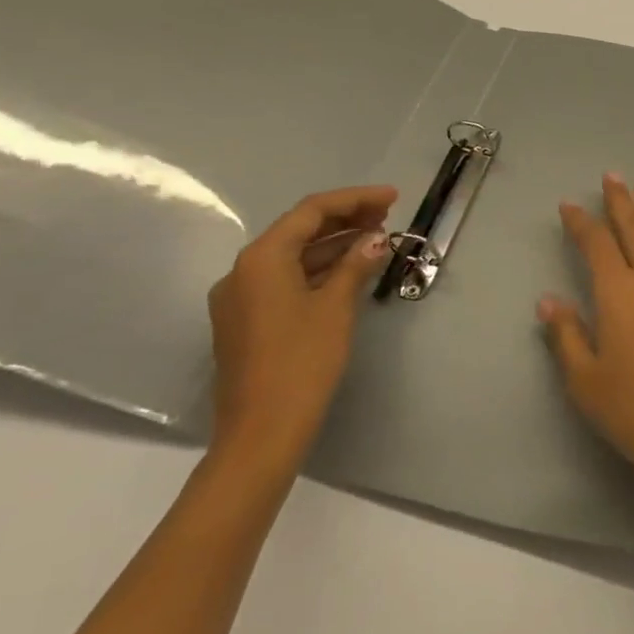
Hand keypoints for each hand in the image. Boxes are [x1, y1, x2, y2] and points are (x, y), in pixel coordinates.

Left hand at [206, 185, 396, 474]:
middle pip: (298, 229)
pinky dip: (318, 270)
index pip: (312, 211)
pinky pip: (285, 280)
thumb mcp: (335, 308)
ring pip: (292, 256)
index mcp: (261, 259)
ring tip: (376, 240)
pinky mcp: (246, 322)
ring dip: (333, 245)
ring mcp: (240, 298)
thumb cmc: (301, 363)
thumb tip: (376, 239)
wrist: (260, 435)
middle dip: (344, 219)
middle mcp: (243, 271)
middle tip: (387, 216)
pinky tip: (349, 271)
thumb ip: (356, 264)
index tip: (392, 198)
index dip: (355, 199)